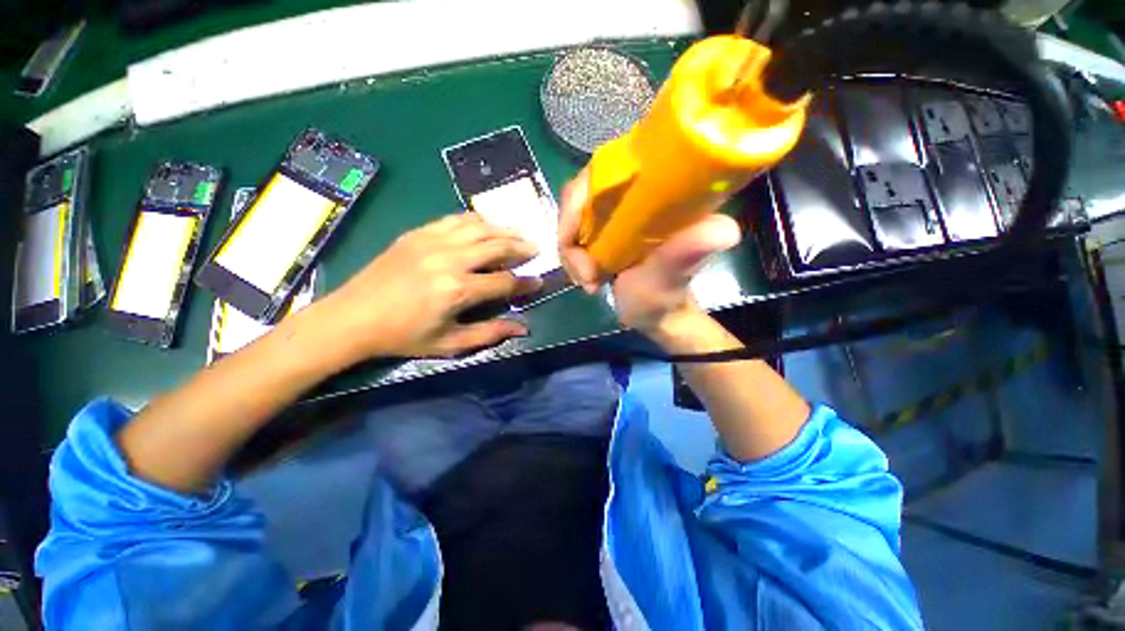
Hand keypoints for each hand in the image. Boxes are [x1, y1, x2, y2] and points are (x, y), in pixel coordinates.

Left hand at [316, 213, 540, 360]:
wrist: (353, 317)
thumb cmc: (404, 336)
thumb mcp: (450, 344)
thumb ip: (490, 333)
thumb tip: (524, 328)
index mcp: (458, 290)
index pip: (505, 281)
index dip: (526, 283)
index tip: (539, 281)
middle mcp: (450, 259)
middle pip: (497, 246)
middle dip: (521, 247)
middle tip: (536, 249)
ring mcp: (432, 241)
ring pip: (479, 227)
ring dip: (503, 229)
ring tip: (517, 233)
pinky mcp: (418, 233)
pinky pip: (455, 219)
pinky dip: (475, 220)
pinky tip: (485, 225)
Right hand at [558, 169, 740, 337]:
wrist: (654, 313)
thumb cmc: (665, 297)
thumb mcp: (671, 279)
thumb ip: (686, 255)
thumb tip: (725, 229)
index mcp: (657, 192)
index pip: (605, 170)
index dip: (578, 202)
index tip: (573, 244)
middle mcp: (633, 194)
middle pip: (581, 196)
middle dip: (572, 239)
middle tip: (585, 275)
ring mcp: (616, 212)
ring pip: (574, 217)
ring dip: (572, 254)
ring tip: (589, 282)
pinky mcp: (606, 228)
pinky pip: (574, 233)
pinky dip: (573, 256)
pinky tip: (587, 278)